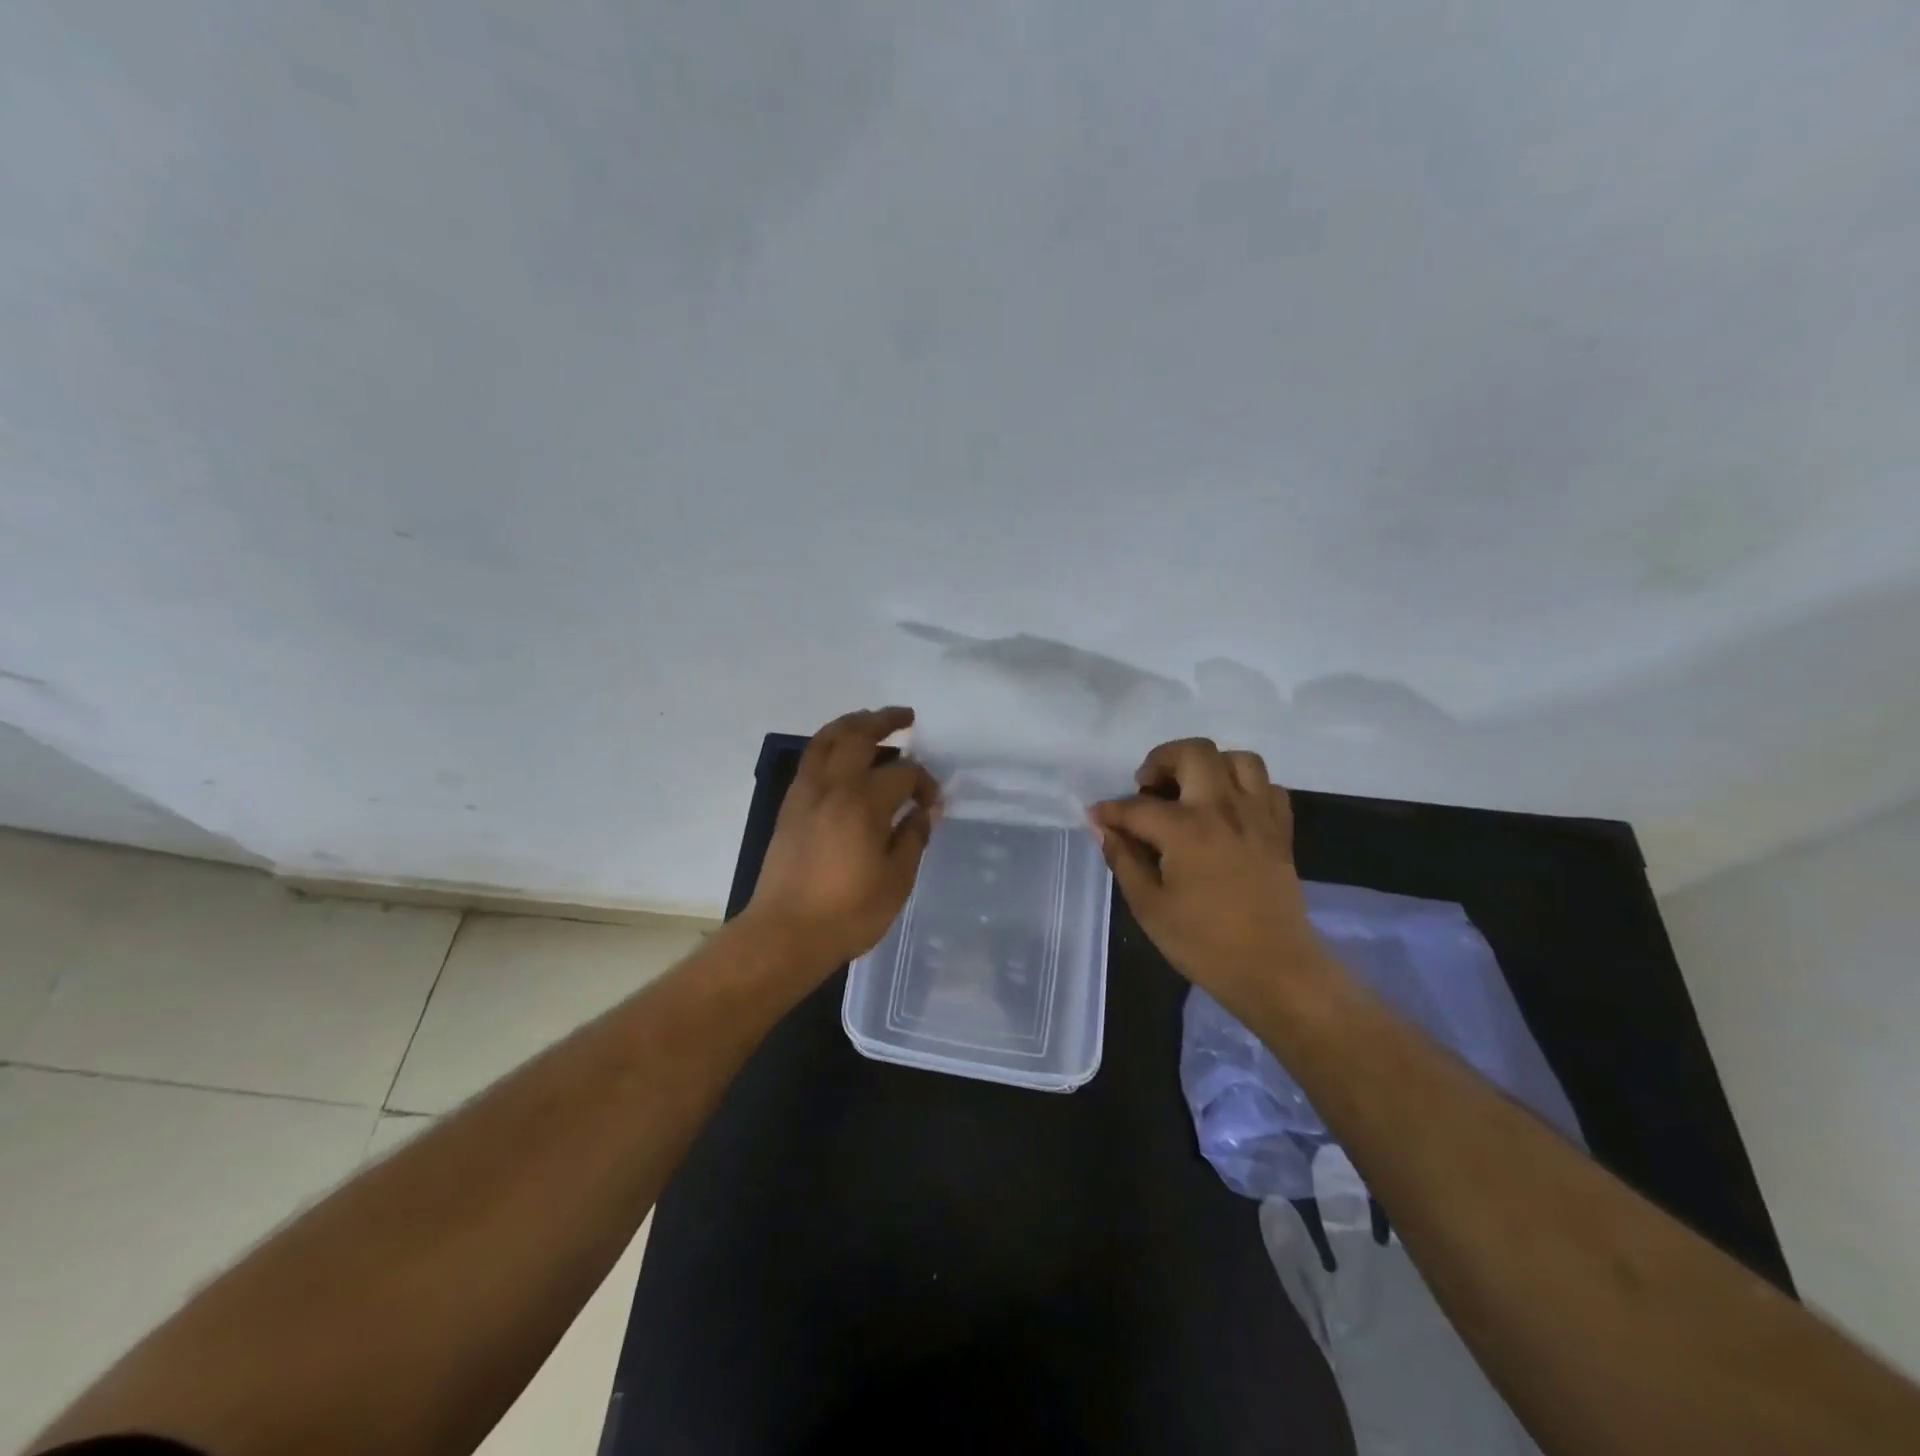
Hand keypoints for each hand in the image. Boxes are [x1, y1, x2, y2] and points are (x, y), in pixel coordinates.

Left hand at [744, 707, 940, 970]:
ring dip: (852, 724)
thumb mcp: (896, 881)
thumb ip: (912, 839)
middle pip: (858, 736)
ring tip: (871, 722)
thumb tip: (922, 812)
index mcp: (863, 803)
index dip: (924, 783)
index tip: (932, 805)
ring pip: (826, 739)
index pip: (903, 773)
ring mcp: (805, 793)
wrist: (783, 934)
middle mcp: (832, 787)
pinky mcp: (789, 806)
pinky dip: (829, 745)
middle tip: (906, 718)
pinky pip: (811, 759)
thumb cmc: (847, 913)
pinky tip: (842, 756)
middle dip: (885, 721)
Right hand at [1089, 738, 1333, 1021]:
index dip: (1110, 810)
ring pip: (1237, 759)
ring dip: (1208, 765)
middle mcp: (1223, 809)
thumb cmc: (1204, 944)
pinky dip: (1244, 787)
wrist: (1275, 970)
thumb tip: (1103, 828)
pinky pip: (1266, 786)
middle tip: (1148, 788)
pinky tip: (1227, 810)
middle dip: (1161, 761)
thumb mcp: (1149, 907)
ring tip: (1190, 791)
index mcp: (1186, 829)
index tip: (1096, 816)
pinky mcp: (1280, 830)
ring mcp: (1258, 815)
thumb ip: (1124, 860)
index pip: (1137, 806)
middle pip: (1193, 752)